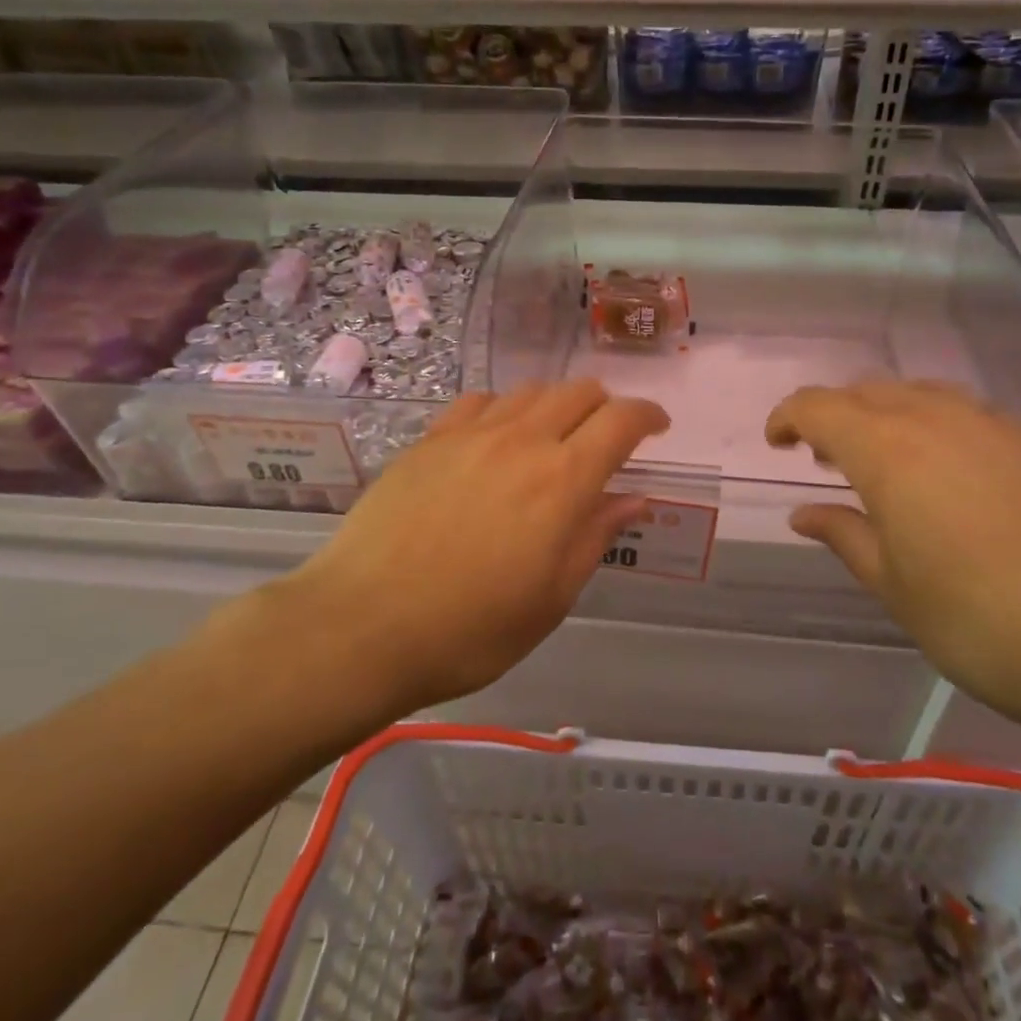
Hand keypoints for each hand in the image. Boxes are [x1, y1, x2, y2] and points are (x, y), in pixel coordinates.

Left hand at [294, 381, 668, 710]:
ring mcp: (470, 435)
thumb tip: (634, 499)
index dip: (648, 416)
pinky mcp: (429, 441)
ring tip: (553, 438)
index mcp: (563, 481)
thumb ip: (595, 537)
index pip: (621, 421)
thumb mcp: (551, 597)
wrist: (364, 625)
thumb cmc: (471, 629)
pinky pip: (478, 403)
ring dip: (556, 405)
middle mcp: (522, 441)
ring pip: (529, 391)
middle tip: (607, 437)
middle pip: (578, 392)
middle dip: (605, 406)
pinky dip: (503, 410)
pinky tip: (495, 438)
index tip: (657, 428)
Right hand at [767, 381, 1020, 735]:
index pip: (819, 407)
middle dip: (835, 415)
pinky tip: (946, 475)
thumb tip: (804, 513)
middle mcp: (937, 419)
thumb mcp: (892, 585)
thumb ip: (844, 535)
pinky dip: (932, 426)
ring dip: (884, 415)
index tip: (776, 443)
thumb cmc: (979, 622)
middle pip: (868, 391)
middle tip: (824, 459)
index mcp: (888, 450)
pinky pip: (964, 413)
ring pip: (919, 395)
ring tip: (882, 463)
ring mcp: (994, 425)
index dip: (788, 417)